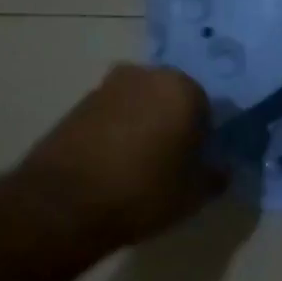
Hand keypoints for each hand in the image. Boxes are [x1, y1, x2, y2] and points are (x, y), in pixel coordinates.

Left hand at [17, 64, 223, 245]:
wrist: (61, 205)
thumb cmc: (142, 192)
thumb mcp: (195, 193)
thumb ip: (216, 174)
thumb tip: (220, 167)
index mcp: (182, 87)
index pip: (207, 108)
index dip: (205, 137)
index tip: (197, 162)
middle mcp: (145, 75)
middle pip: (172, 99)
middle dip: (174, 124)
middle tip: (172, 162)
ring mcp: (106, 87)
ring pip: (140, 106)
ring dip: (144, 127)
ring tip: (140, 166)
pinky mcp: (76, 106)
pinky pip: (112, 117)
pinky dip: (117, 134)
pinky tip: (114, 166)